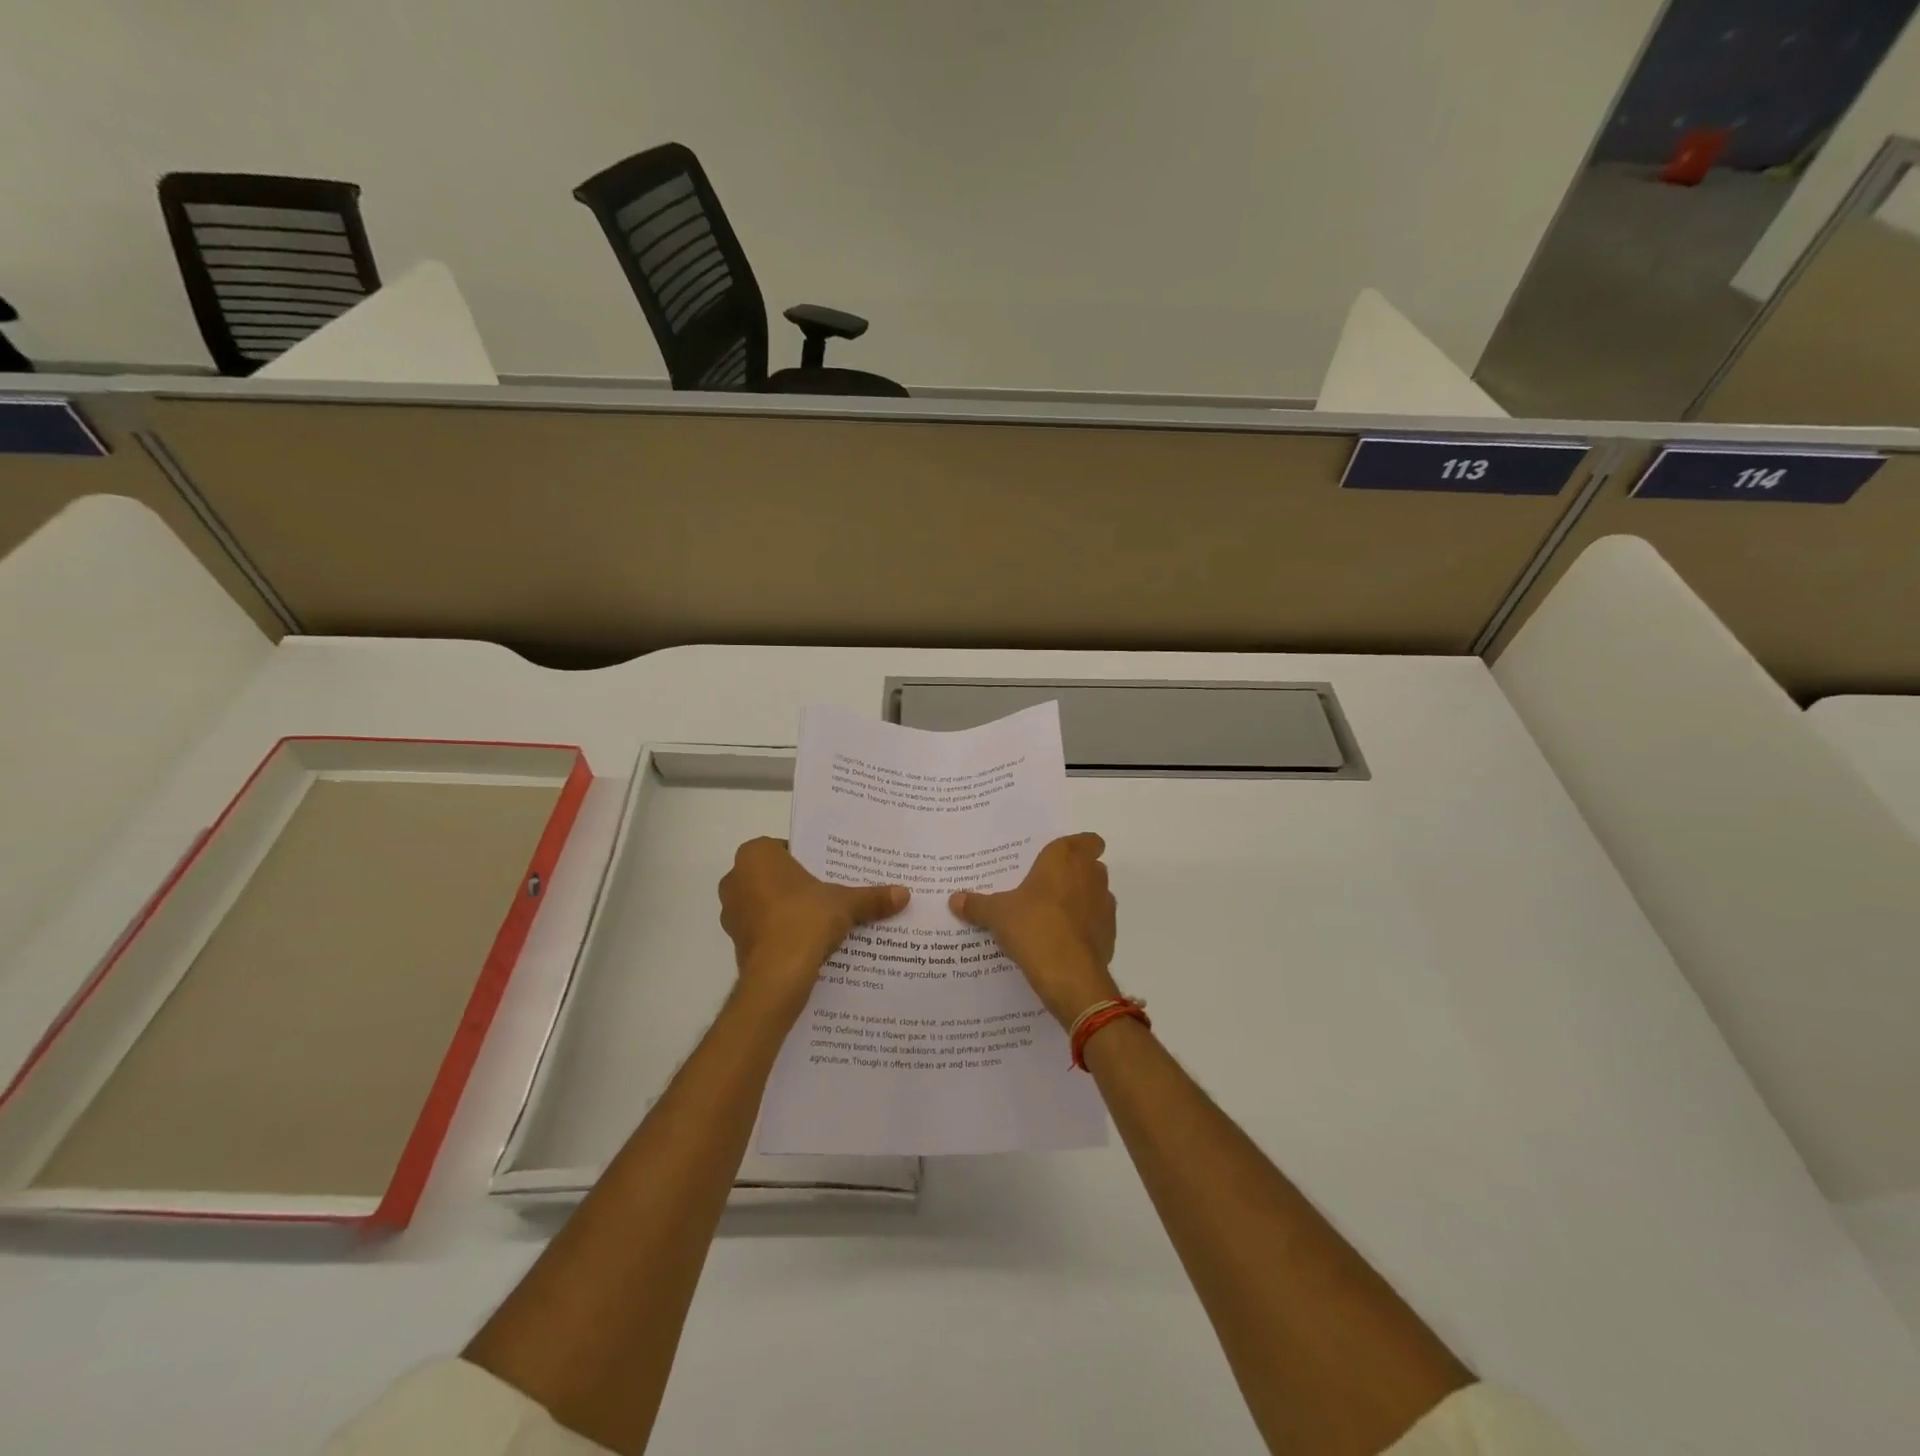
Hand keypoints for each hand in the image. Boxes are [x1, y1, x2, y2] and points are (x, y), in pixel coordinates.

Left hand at [718, 838, 907, 1014]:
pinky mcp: (736, 942)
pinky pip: (764, 928)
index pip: (787, 848)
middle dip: (800, 885)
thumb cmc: (804, 920)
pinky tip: (807, 942)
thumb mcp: (845, 903)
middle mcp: (736, 878)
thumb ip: (871, 897)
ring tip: (822, 920)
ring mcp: (732, 912)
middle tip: (831, 893)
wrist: (777, 977)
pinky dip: (782, 932)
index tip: (832, 872)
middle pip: (776, 876)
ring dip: (789, 910)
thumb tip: (905, 894)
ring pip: (768, 903)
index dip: (811, 860)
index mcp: (756, 855)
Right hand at [950, 833, 1119, 1026]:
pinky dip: (1085, 928)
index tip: (1059, 859)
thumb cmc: (1032, 925)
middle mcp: (1091, 875)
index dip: (1079, 847)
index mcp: (1065, 858)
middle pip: (1091, 866)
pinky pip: (1098, 923)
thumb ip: (977, 904)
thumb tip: (954, 899)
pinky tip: (1063, 941)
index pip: (1088, 840)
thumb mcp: (996, 914)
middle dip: (1075, 874)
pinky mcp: (1111, 934)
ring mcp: (1105, 905)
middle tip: (1046, 887)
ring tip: (1052, 916)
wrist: (1069, 973)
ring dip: (1081, 901)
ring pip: (1097, 894)